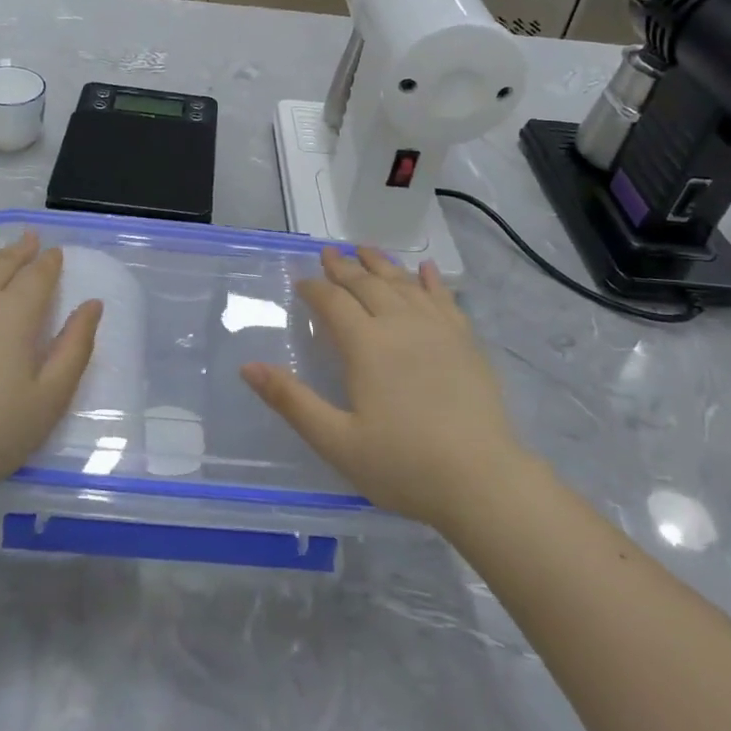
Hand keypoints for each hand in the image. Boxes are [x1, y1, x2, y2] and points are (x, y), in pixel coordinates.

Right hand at [241, 247, 521, 530]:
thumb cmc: (403, 465)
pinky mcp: (466, 342)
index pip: (333, 302)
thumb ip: (292, 401)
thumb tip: (248, 367)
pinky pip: (444, 299)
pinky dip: (431, 280)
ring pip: (404, 284)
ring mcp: (438, 330)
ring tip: (366, 249)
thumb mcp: (336, 441)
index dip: (314, 288)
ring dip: (382, 264)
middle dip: (345, 267)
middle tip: (329, 252)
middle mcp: (401, 325)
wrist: (482, 480)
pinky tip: (425, 270)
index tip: (301, 280)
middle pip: (368, 284)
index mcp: (366, 345)